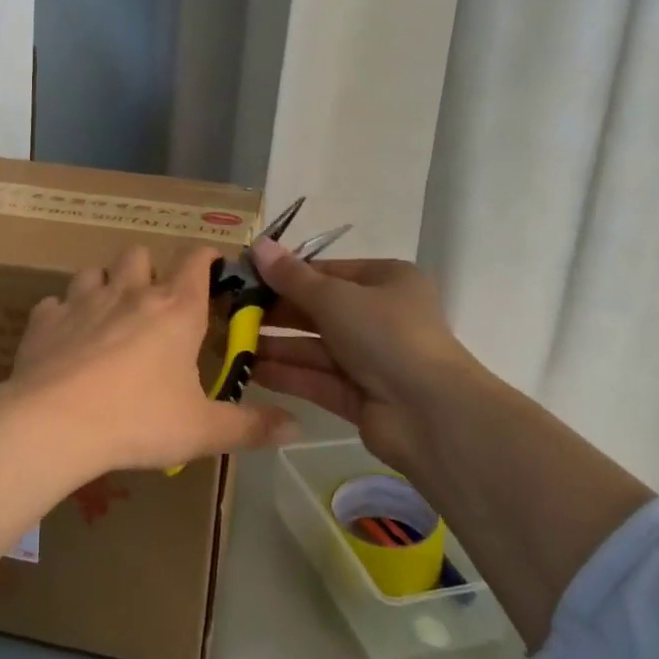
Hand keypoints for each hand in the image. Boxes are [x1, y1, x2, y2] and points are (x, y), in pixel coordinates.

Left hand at [9, 245, 296, 471]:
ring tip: (107, 316)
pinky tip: (65, 340)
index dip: (206, 256)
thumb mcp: (202, 431)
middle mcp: (130, 292)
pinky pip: (54, 304)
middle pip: (139, 253)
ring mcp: (82, 300)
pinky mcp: (44, 319)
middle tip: (152, 302)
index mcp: (175, 310)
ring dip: (103, 285)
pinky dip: (63, 315)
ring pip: (94, 271)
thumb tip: (297, 428)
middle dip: (148, 269)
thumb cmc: (138, 420)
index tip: (211, 265)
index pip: (196, 259)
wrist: (55, 423)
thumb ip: (250, 427)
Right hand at [247, 242, 478, 476]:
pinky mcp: (360, 396)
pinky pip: (317, 379)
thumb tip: (256, 244)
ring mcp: (371, 359)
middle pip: (319, 310)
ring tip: (229, 342)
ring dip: (275, 345)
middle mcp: (381, 317)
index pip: (328, 271)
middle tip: (230, 312)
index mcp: (387, 281)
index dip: (287, 273)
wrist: (429, 413)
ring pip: (314, 347)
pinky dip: (287, 374)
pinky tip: (249, 370)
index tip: (246, 277)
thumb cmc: (386, 334)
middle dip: (276, 313)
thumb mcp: (334, 296)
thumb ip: (291, 277)